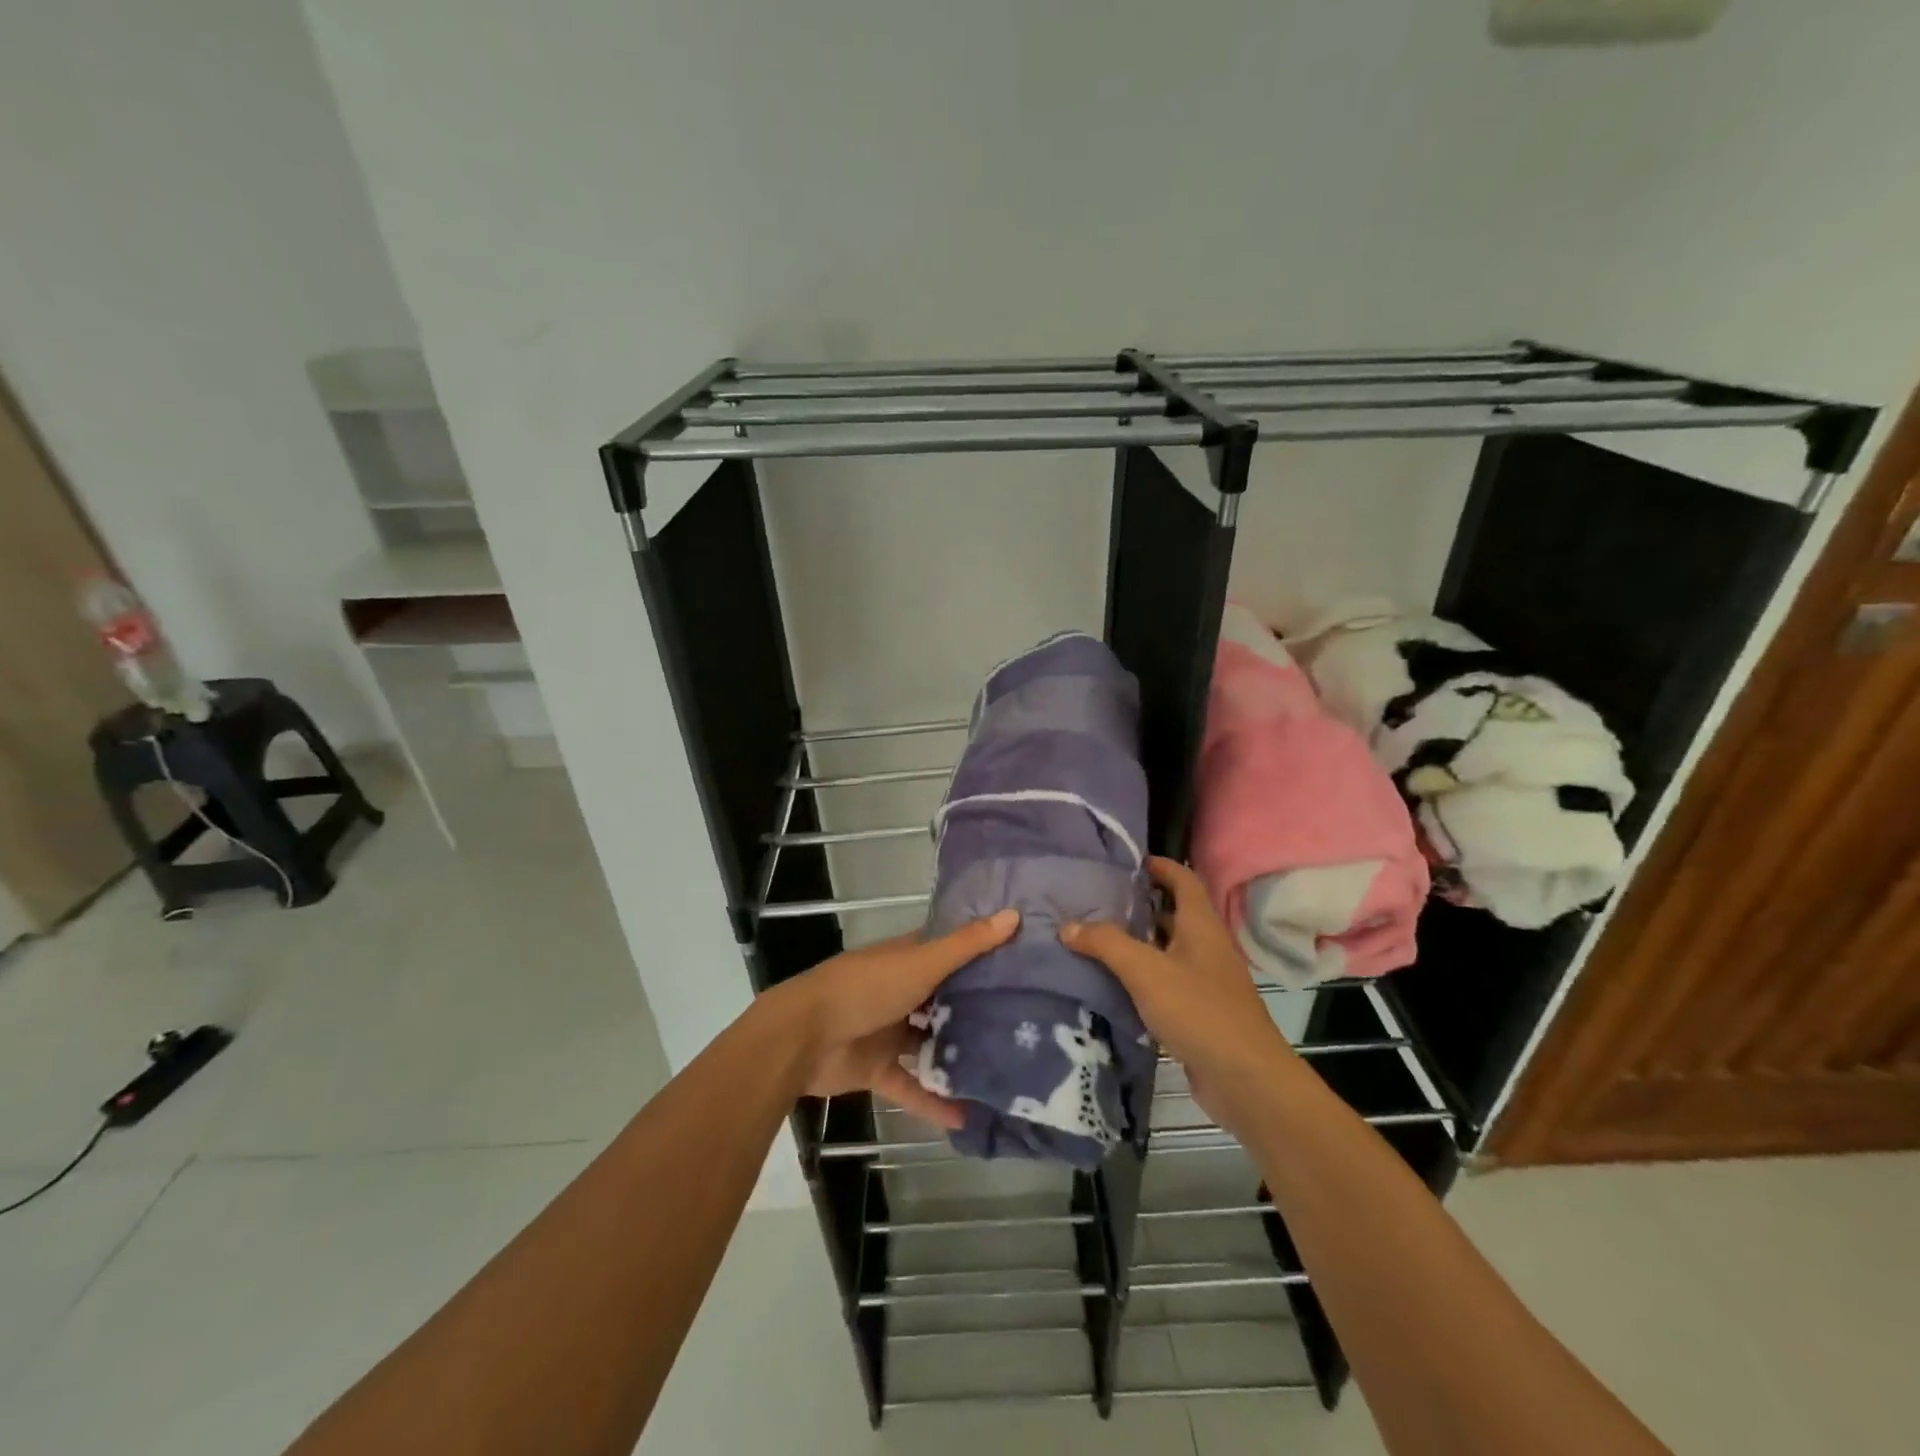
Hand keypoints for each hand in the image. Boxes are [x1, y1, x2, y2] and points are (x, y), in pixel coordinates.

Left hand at [764, 909, 1019, 1130]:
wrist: (804, 1037)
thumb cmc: (866, 988)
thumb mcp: (921, 963)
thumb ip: (967, 945)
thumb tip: (1014, 914)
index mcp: (908, 958)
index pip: (950, 951)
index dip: (982, 953)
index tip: (1023, 961)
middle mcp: (901, 990)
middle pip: (945, 998)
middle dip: (978, 1009)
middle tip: (1028, 1022)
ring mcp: (888, 1030)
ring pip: (930, 1042)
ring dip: (958, 1055)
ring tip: (1007, 1069)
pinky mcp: (878, 1068)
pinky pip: (912, 1086)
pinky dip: (935, 1101)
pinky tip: (969, 1117)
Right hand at [1062, 857, 1294, 1130]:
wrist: (1244, 1078)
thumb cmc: (1198, 1010)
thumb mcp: (1145, 971)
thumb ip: (1106, 943)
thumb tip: (1068, 926)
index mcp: (1201, 925)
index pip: (1183, 879)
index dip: (1161, 866)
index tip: (1130, 862)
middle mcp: (1207, 946)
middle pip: (1175, 913)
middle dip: (1142, 904)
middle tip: (1102, 901)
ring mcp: (1207, 980)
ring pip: (1170, 949)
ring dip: (1141, 942)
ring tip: (1100, 938)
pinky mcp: (1202, 1011)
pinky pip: (1169, 981)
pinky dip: (1146, 976)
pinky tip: (1117, 984)